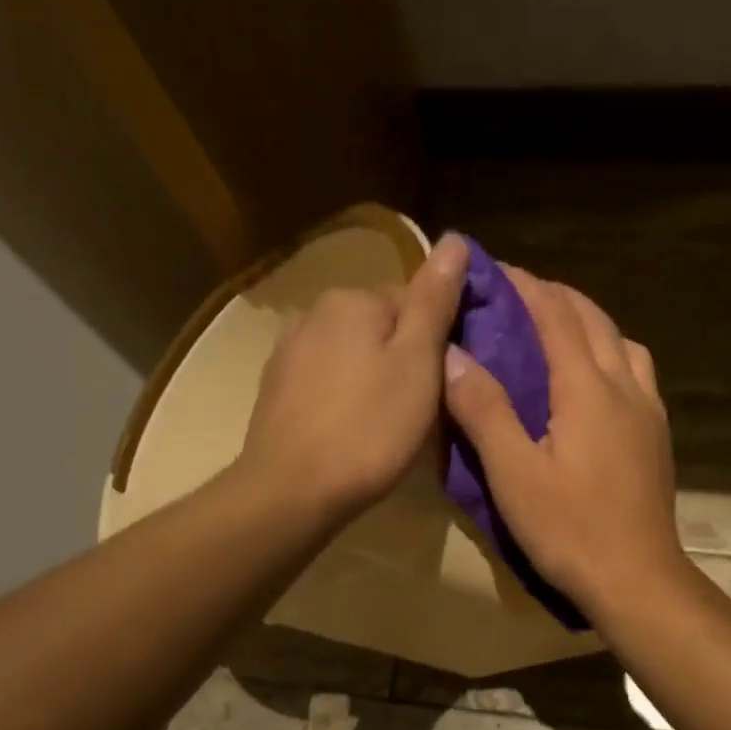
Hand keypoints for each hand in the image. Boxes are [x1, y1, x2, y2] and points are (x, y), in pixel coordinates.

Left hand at [239, 232, 468, 522]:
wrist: (292, 490)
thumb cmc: (369, 428)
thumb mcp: (418, 363)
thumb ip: (434, 301)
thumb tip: (454, 239)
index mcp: (353, 299)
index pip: (413, 300)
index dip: (438, 340)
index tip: (446, 382)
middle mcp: (314, 312)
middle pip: (380, 326)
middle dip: (404, 358)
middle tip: (421, 409)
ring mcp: (288, 351)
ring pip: (352, 354)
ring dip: (373, 378)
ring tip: (387, 423)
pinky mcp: (276, 390)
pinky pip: (326, 381)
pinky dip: (344, 397)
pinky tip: (351, 430)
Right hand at [442, 266, 689, 616]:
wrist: (637, 579)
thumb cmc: (570, 530)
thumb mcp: (514, 474)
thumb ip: (484, 410)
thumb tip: (454, 354)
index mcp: (588, 389)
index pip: (556, 315)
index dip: (525, 286)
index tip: (494, 269)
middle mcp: (625, 386)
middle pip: (593, 319)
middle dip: (555, 296)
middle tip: (516, 296)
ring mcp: (648, 411)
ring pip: (622, 342)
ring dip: (588, 322)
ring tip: (556, 332)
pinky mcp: (657, 436)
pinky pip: (636, 372)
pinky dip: (610, 353)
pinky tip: (593, 381)